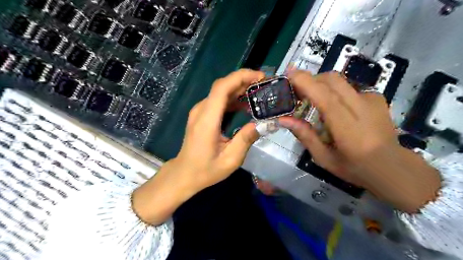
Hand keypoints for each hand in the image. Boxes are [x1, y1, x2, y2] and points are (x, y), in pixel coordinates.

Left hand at [175, 69, 263, 189]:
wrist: (185, 173)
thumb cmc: (206, 169)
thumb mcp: (230, 160)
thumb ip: (246, 139)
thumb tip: (263, 123)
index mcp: (207, 120)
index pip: (222, 88)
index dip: (240, 77)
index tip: (260, 77)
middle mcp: (201, 111)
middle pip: (222, 86)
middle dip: (244, 81)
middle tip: (264, 85)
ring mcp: (199, 112)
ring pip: (220, 92)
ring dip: (239, 89)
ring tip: (259, 93)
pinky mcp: (201, 115)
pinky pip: (218, 101)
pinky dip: (233, 99)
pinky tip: (245, 105)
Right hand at [279, 72, 439, 212]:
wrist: (392, 166)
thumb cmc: (354, 167)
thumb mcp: (323, 158)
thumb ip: (304, 135)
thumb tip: (283, 119)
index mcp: (347, 127)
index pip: (325, 97)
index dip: (306, 82)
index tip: (288, 75)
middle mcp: (361, 107)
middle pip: (331, 79)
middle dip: (310, 80)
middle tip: (297, 93)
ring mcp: (371, 100)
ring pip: (339, 81)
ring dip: (321, 85)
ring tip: (313, 101)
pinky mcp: (376, 97)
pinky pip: (348, 87)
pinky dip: (334, 92)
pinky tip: (335, 108)